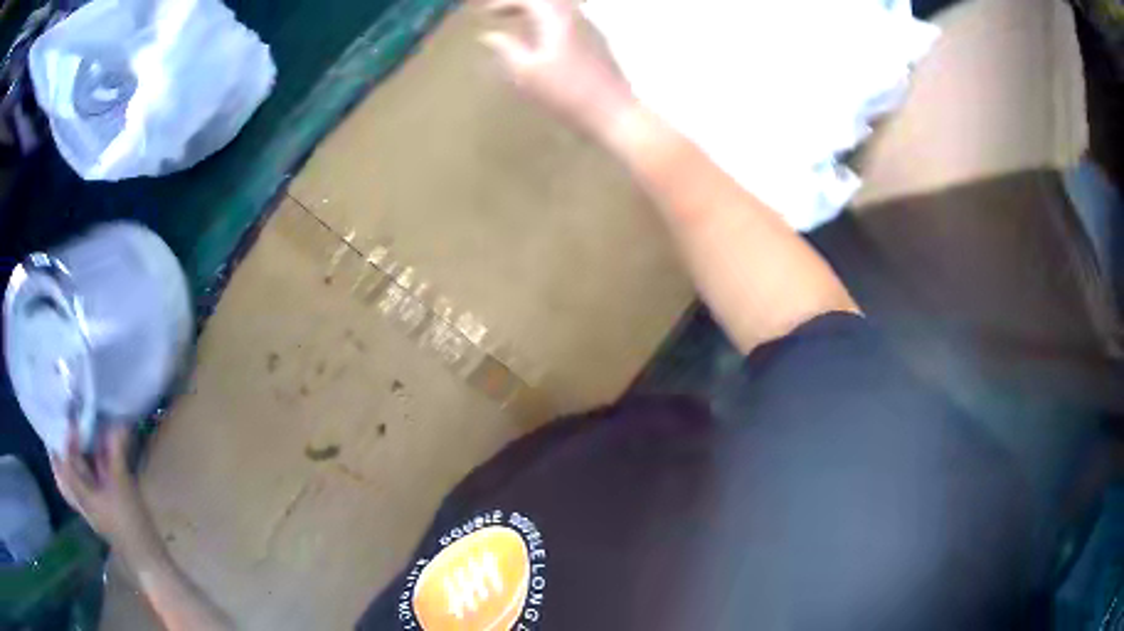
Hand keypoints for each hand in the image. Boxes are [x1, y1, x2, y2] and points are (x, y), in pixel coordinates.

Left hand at [50, 422, 161, 560]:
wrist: (146, 559)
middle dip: (58, 451)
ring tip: (70, 439)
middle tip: (58, 426)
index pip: (63, 462)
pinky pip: (82, 485)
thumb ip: (116, 453)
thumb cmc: (131, 523)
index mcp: (81, 494)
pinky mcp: (98, 511)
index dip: (65, 438)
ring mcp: (88, 507)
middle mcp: (80, 500)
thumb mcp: (123, 485)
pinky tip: (88, 461)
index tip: (71, 417)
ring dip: (69, 459)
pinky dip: (80, 470)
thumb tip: (117, 422)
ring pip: (70, 480)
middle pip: (61, 473)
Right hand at [480, 0, 635, 135]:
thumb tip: (491, 36)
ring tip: (520, 24)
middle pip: (548, 1)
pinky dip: (551, 23)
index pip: (530, 0)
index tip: (488, 13)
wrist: (614, 114)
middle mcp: (577, 18)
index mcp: (558, 20)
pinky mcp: (600, 45)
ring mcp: (592, 31)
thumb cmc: (567, 94)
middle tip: (502, 13)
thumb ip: (506, 49)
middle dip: (523, 5)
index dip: (506, 3)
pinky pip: (571, 22)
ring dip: (538, 13)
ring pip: (561, 11)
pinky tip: (544, 41)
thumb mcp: (527, 73)